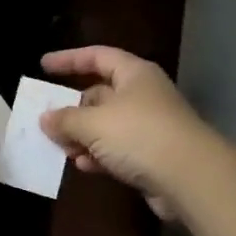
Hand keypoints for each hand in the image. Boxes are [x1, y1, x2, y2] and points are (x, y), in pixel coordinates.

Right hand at [39, 46, 211, 217]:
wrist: (192, 179)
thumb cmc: (140, 135)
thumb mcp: (93, 123)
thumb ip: (65, 119)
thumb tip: (45, 118)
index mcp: (134, 74)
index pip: (97, 56)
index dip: (69, 59)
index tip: (43, 66)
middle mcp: (143, 95)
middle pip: (100, 94)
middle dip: (72, 108)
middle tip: (47, 119)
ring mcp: (150, 126)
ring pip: (106, 125)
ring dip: (82, 136)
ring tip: (60, 148)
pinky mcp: (153, 156)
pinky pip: (118, 150)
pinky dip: (99, 155)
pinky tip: (84, 165)